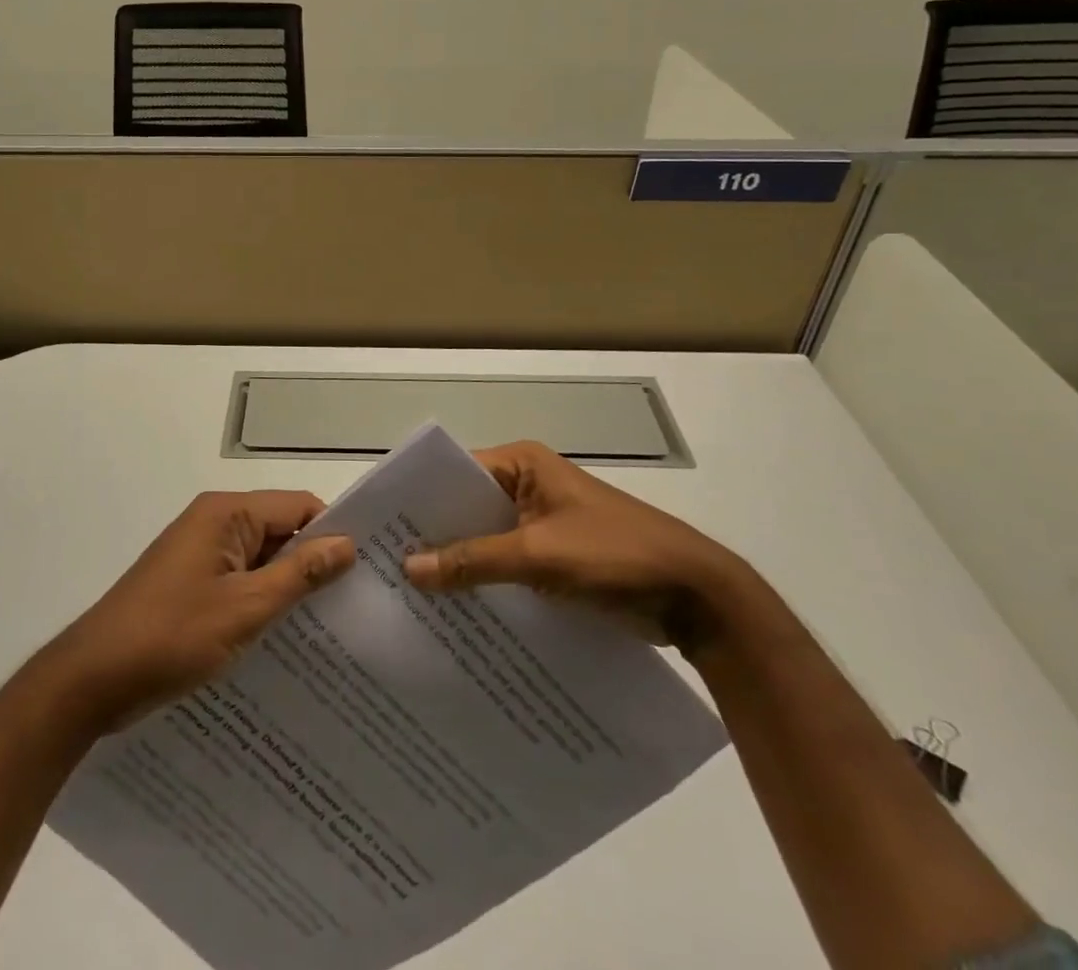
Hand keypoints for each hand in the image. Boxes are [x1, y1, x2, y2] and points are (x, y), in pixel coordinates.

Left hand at [39, 491, 354, 732]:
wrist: (91, 680)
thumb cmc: (170, 637)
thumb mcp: (245, 608)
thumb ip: (299, 573)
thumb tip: (347, 544)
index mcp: (226, 513)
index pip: (298, 506)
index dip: (334, 533)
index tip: (369, 570)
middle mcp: (214, 522)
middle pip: (281, 530)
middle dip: (315, 563)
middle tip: (359, 604)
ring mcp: (200, 553)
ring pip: (262, 559)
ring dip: (290, 587)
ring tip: (333, 627)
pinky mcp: (191, 582)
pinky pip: (240, 581)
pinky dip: (263, 601)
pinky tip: (288, 638)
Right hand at [402, 440, 744, 648]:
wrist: (696, 595)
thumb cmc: (614, 554)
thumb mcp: (538, 555)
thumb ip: (473, 560)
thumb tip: (408, 568)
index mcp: (522, 464)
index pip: (455, 473)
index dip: (420, 499)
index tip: (381, 529)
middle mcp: (526, 485)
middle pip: (467, 507)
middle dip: (434, 536)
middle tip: (385, 568)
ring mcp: (541, 521)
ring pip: (485, 539)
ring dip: (459, 563)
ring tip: (408, 595)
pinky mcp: (554, 555)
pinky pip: (506, 563)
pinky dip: (484, 582)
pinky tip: (454, 613)